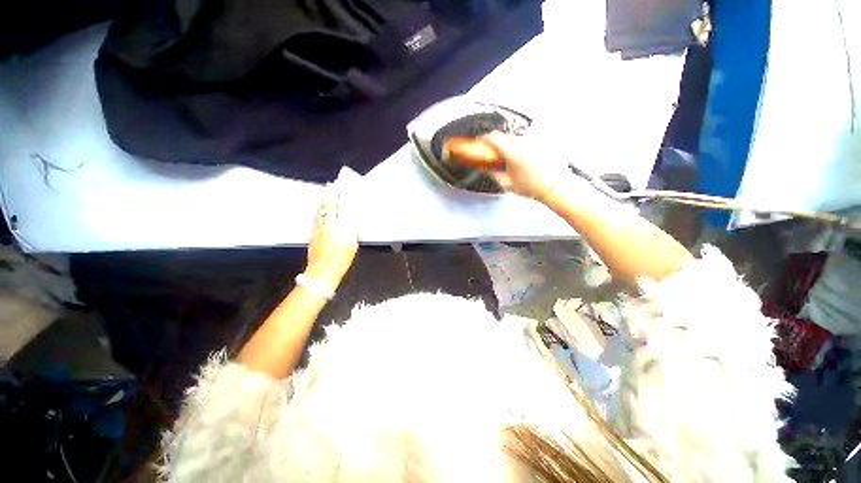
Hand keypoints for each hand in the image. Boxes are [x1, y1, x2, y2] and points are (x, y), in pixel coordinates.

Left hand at [305, 184, 357, 290]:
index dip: (340, 197)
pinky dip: (319, 210)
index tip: (342, 187)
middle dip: (330, 194)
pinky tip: (320, 208)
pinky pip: (316, 218)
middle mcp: (324, 226)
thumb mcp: (351, 246)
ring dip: (323, 200)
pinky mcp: (313, 235)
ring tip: (326, 191)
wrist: (320, 274)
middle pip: (327, 207)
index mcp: (335, 228)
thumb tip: (353, 216)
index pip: (338, 208)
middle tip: (333, 184)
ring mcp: (317, 230)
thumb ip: (351, 229)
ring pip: (320, 211)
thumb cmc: (338, 262)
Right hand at [484, 132, 567, 201]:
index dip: (485, 139)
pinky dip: (524, 149)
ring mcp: (534, 139)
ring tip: (514, 163)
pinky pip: (528, 142)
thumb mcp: (506, 183)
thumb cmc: (531, 186)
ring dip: (512, 148)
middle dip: (499, 147)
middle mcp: (523, 140)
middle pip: (505, 138)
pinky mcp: (543, 141)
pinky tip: (526, 161)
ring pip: (517, 139)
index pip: (493, 136)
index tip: (482, 144)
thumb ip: (493, 173)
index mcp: (511, 150)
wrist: (554, 186)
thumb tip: (485, 167)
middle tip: (498, 159)